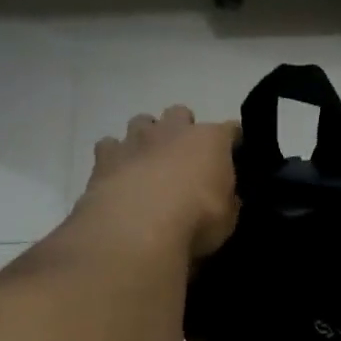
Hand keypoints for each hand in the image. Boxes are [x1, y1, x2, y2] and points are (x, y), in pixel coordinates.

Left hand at [79, 106, 239, 260]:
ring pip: (141, 122)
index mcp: (210, 140)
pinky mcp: (105, 156)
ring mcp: (136, 139)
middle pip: (180, 113)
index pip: (230, 130)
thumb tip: (226, 197)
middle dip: (182, 129)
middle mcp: (173, 130)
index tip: (234, 154)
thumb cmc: (195, 219)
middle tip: (184, 157)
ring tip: (148, 162)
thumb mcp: (228, 218)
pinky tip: (118, 175)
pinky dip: (114, 156)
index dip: (233, 141)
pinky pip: (109, 145)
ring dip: (147, 137)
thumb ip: (228, 201)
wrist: (138, 228)